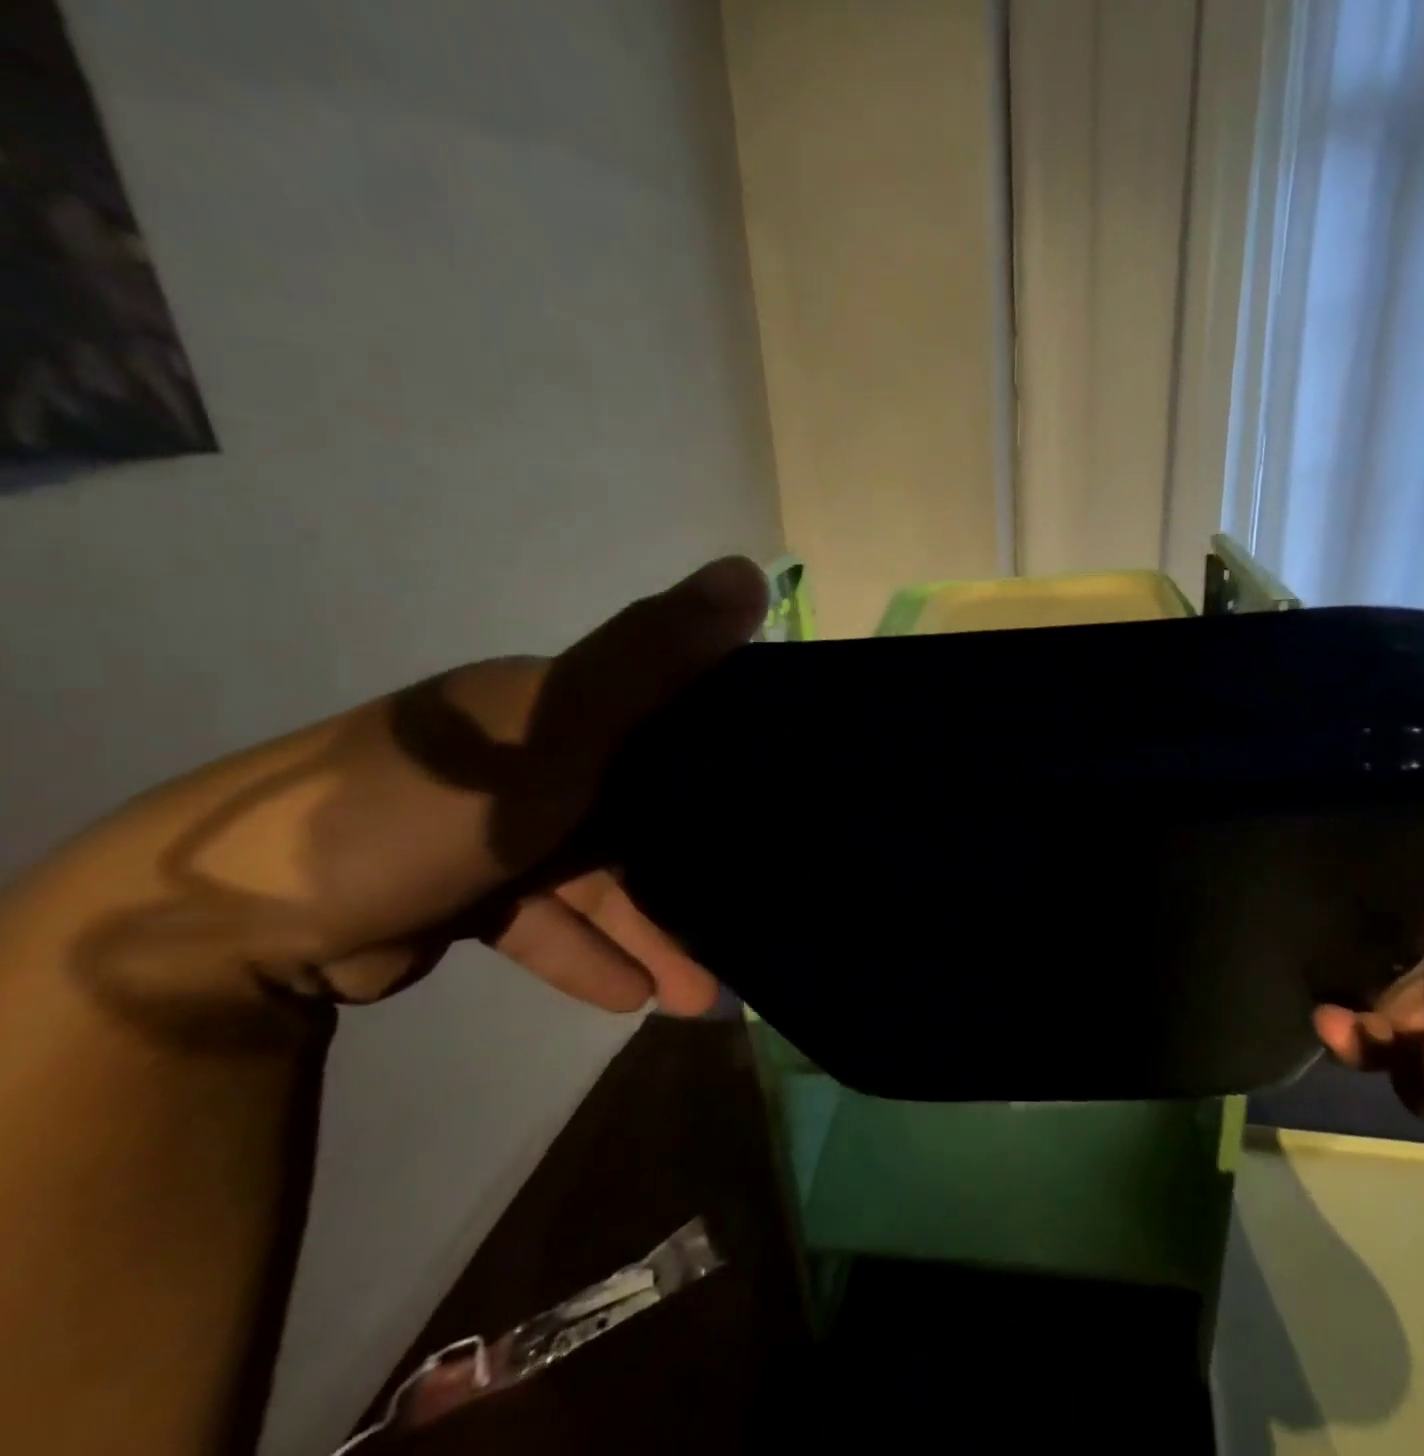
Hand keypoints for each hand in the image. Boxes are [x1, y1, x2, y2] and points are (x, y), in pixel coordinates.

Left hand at [51, 557, 767, 1044]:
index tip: (786, 798)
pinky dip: (584, 954)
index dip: (732, 750)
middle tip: (751, 918)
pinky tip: (629, 996)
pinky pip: (546, 920)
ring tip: (701, 993)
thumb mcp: (561, 722)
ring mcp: (500, 825)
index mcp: (561, 703)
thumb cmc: (433, 802)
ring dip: (650, 931)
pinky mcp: (466, 888)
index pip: (671, 714)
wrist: (238, 917)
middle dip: (696, 867)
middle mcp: (536, 755)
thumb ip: (654, 655)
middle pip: (644, 809)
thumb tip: (749, 571)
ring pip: (601, 878)